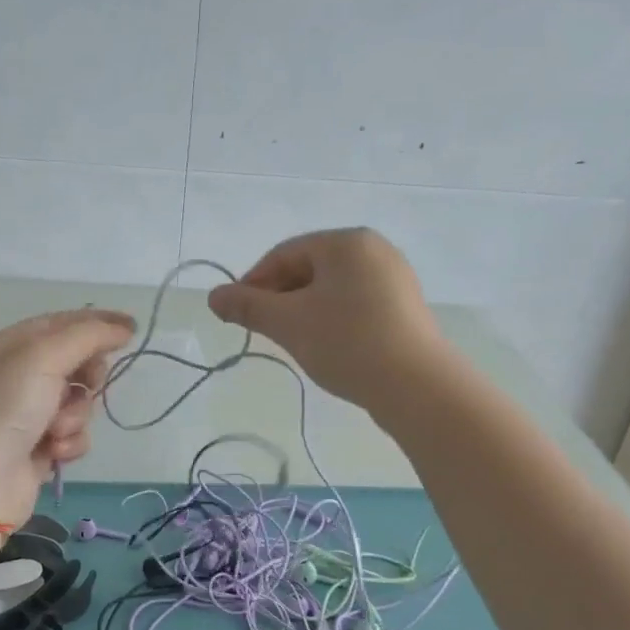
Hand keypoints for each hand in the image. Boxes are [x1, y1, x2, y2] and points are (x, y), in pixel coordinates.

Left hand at [0, 309, 135, 526]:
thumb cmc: (4, 409)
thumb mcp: (43, 357)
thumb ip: (88, 336)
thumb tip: (123, 327)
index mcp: (10, 346)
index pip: (62, 323)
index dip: (98, 322)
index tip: (133, 329)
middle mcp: (17, 376)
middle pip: (75, 362)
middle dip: (88, 375)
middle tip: (89, 383)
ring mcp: (27, 414)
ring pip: (79, 402)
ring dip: (76, 415)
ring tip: (55, 430)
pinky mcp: (38, 448)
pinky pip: (73, 435)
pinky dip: (69, 443)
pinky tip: (52, 452)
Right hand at [207, 228, 448, 409]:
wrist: (417, 387)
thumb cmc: (347, 343)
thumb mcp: (288, 323)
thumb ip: (247, 306)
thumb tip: (213, 297)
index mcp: (346, 242)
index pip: (284, 254)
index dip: (253, 282)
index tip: (237, 314)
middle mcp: (374, 250)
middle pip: (308, 268)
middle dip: (279, 297)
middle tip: (263, 331)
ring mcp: (394, 278)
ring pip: (331, 288)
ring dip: (303, 310)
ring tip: (293, 341)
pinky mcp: (404, 306)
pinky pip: (355, 303)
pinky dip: (331, 319)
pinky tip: (325, 346)